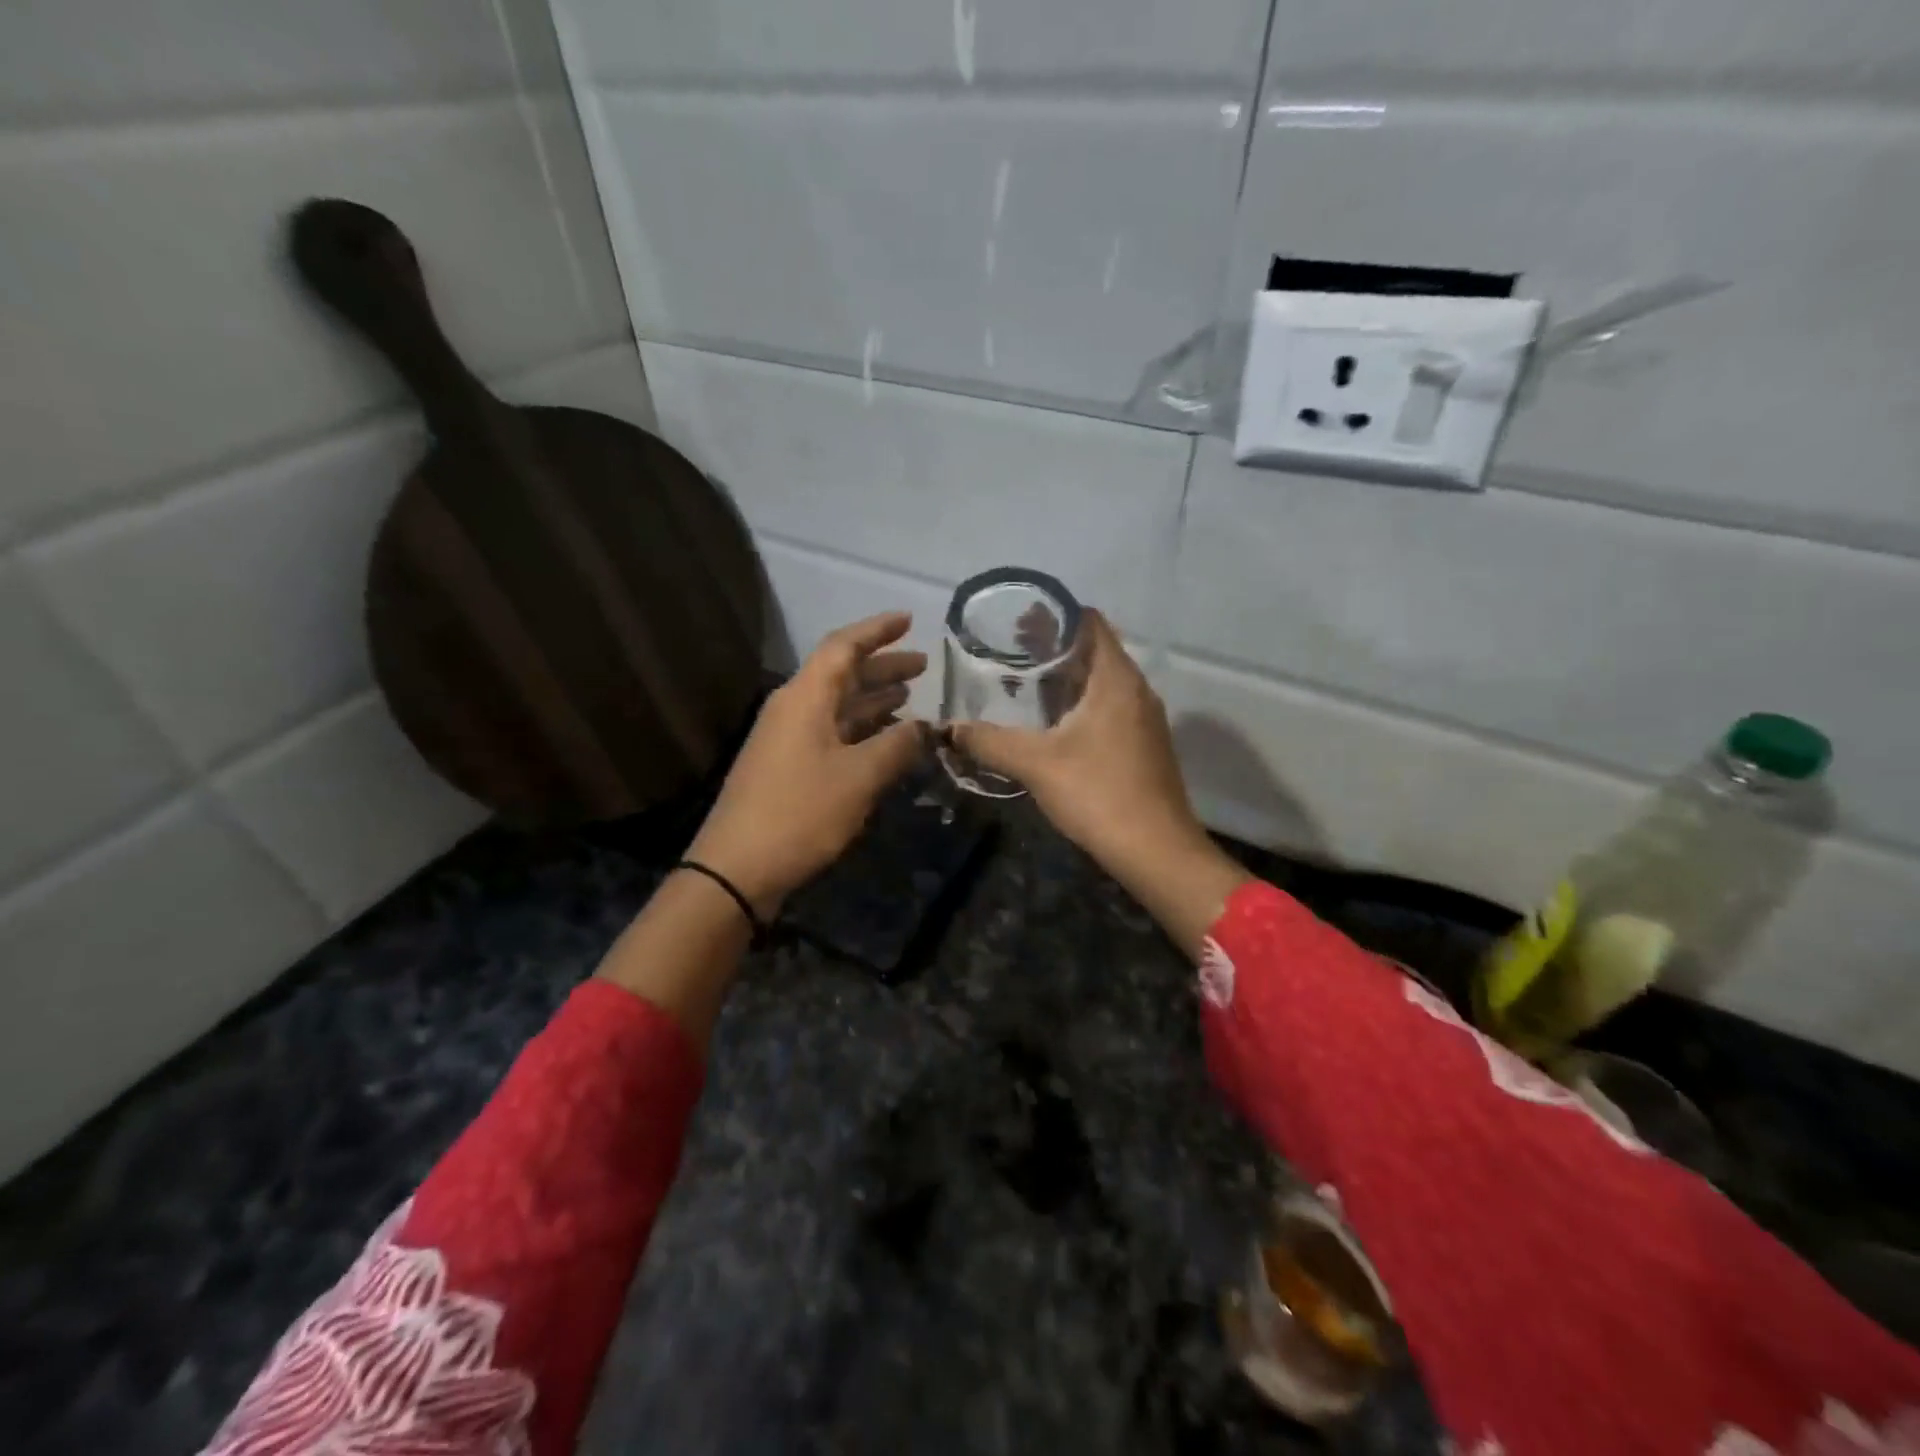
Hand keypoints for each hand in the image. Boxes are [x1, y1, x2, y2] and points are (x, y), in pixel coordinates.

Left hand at [687, 612, 929, 915]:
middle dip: (883, 667)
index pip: (843, 646)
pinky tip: (884, 740)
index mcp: (805, 697)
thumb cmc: (800, 813)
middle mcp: (794, 709)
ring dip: (873, 699)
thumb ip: (897, 746)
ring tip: (910, 697)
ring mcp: (788, 739)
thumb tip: (925, 727)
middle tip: (923, 666)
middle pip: (842, 675)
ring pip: (838, 706)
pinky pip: (832, 733)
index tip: (909, 620)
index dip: (877, 630)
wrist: (737, 868)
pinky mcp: (788, 767)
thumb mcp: (859, 778)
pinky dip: (861, 730)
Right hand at [948, 609, 1248, 953]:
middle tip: (1011, 648)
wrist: (1156, 851)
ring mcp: (1144, 719)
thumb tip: (950, 730)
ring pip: (1102, 681)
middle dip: (1055, 645)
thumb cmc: (1098, 794)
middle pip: (1095, 650)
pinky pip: (1109, 706)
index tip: (1019, 619)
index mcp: (1116, 680)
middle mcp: (1136, 690)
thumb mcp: (1036, 764)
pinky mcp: (1144, 745)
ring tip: (1026, 681)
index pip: (1091, 623)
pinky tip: (1053, 723)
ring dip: (1068, 676)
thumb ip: (990, 742)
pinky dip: (1080, 701)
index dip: (1056, 615)